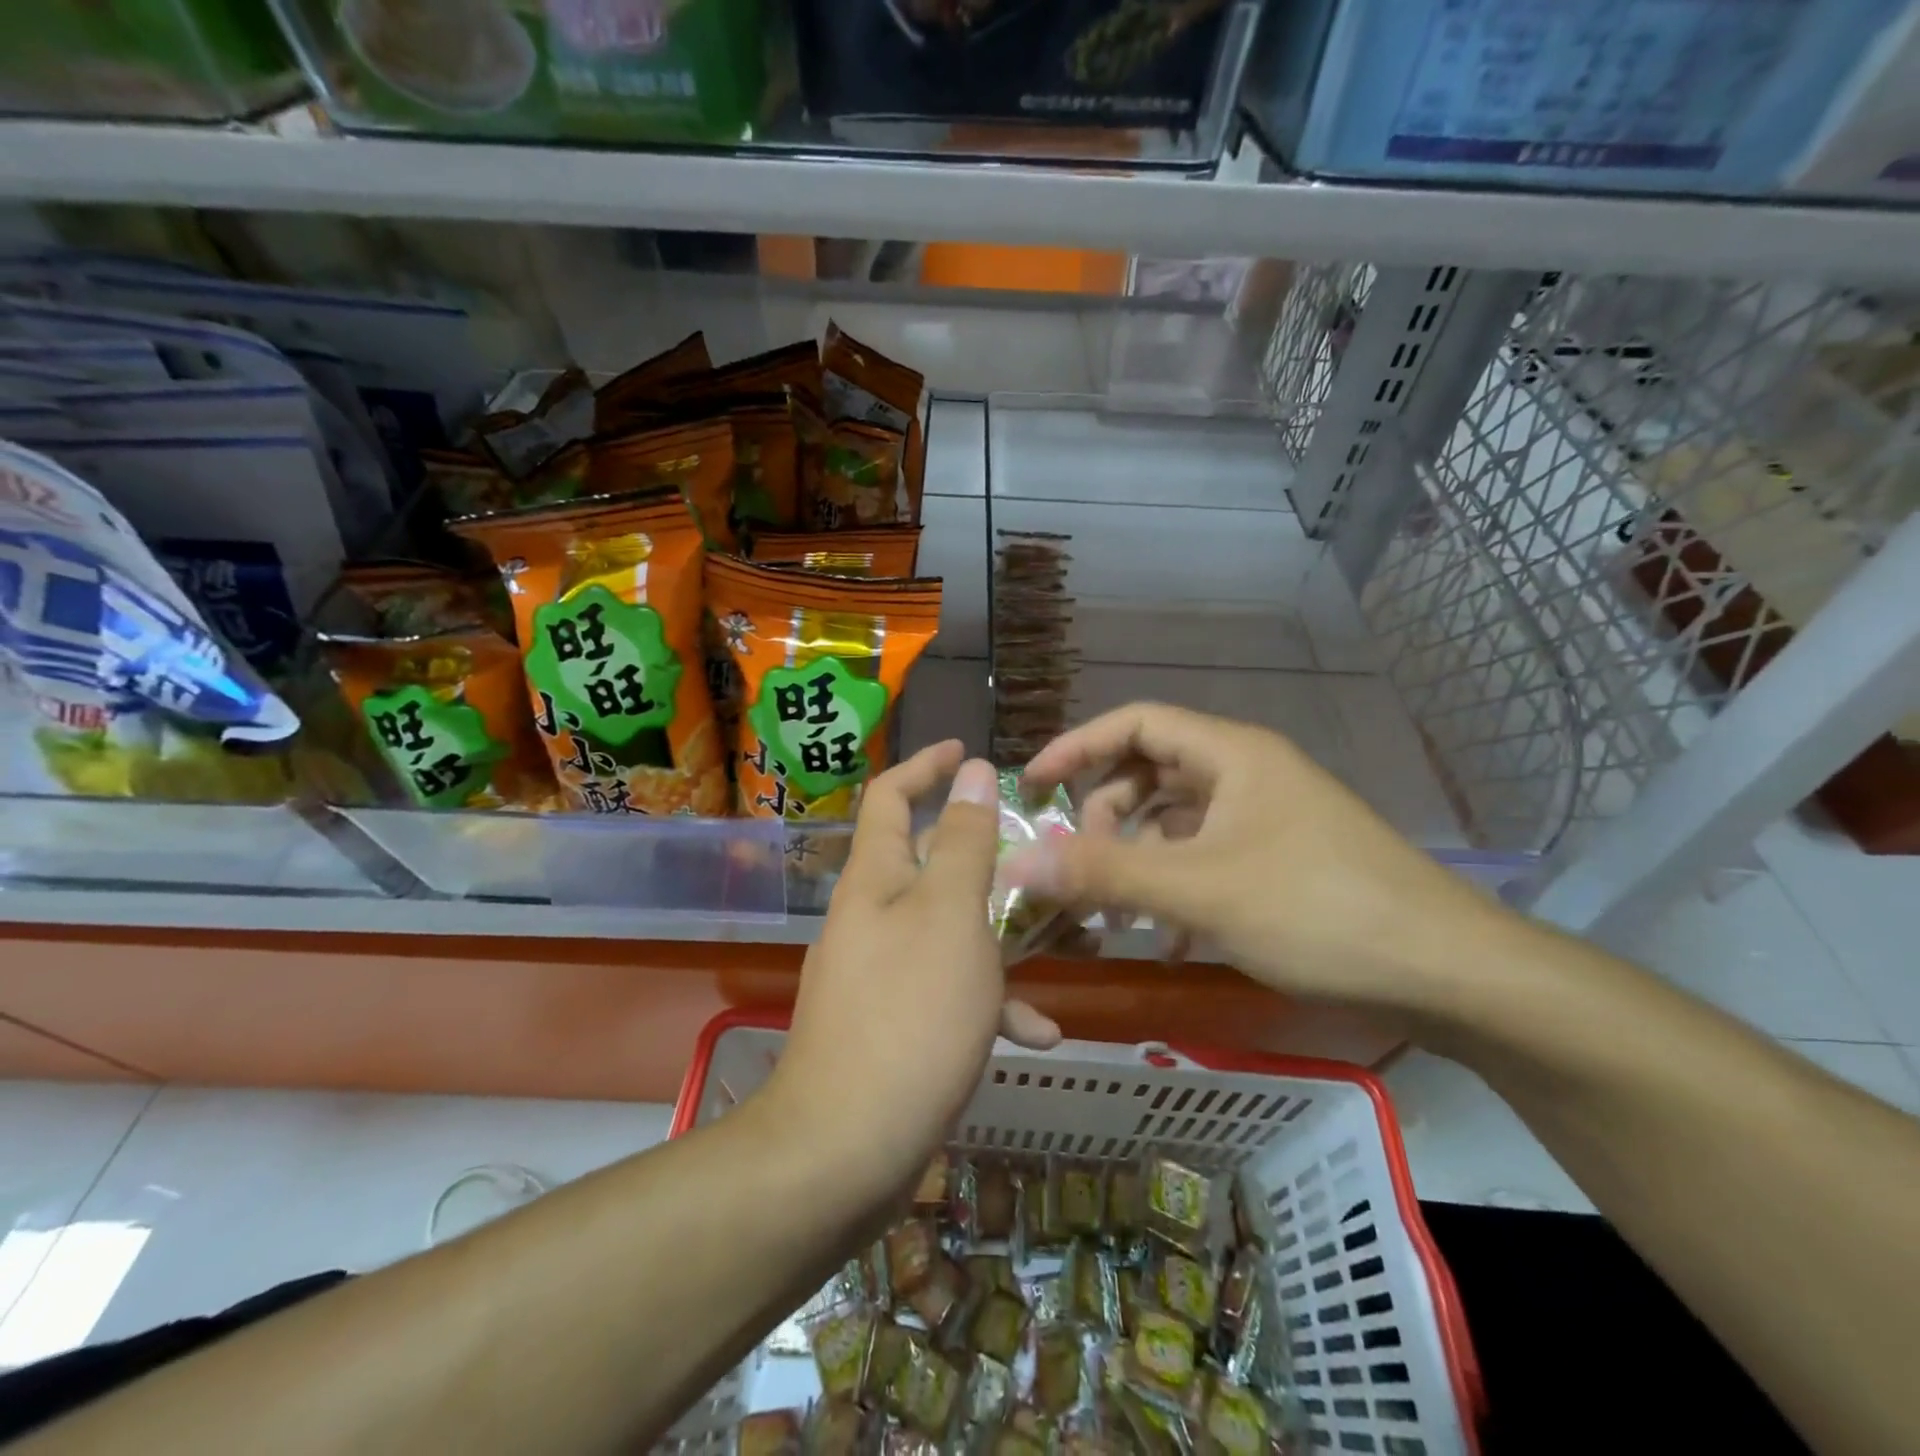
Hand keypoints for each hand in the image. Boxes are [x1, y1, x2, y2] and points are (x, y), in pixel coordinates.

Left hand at [765, 741, 1060, 1198]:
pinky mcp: (891, 1025)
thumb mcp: (950, 915)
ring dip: (996, 937)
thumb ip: (964, 841)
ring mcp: (877, 974)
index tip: (965, 751)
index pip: (890, 796)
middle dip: (978, 856)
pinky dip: (988, 1005)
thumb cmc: (910, 1013)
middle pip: (925, 864)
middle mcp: (870, 918)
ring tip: (1055, 946)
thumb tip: (971, 770)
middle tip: (1032, 854)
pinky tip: (1036, 1034)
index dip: (924, 765)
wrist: (846, 1147)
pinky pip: (946, 995)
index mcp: (875, 880)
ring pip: (946, 932)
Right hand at [1005, 703, 1521, 1015]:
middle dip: (1105, 818)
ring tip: (1119, 917)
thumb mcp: (1198, 890)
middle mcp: (1246, 774)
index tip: (1032, 787)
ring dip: (1138, 861)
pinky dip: (1175, 888)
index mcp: (1230, 754)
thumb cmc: (1316, 909)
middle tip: (1079, 868)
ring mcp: (1266, 818)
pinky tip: (1168, 939)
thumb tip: (1016, 864)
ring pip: (1176, 823)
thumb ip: (1103, 874)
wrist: (1446, 972)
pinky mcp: (1279, 860)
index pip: (1134, 723)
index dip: (1076, 747)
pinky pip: (1206, 858)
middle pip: (1150, 774)